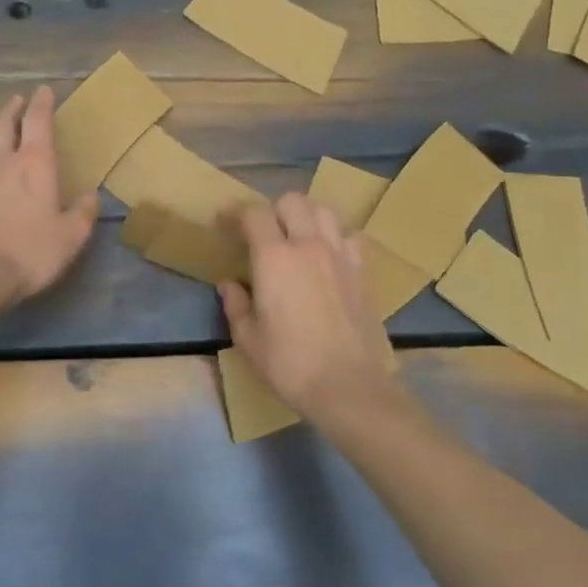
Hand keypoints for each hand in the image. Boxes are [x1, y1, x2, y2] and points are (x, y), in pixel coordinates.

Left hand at [0, 88, 98, 304]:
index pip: (38, 122)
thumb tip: (91, 196)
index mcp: (34, 164)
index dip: (42, 103)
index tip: (44, 90)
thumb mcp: (70, 237)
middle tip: (16, 99)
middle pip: (2, 121)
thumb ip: (83, 213)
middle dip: (11, 107)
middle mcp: (1, 160)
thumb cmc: (28, 252)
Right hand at [220, 194, 394, 418]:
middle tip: (263, 233)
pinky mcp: (362, 271)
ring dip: (306, 216)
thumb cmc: (290, 363)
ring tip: (297, 236)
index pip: (253, 214)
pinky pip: (350, 237)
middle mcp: (308, 245)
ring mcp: (340, 255)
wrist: (348, 385)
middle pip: (291, 201)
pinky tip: (328, 256)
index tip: (225, 224)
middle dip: (272, 210)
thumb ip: (236, 305)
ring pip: (324, 211)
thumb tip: (229, 285)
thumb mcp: (249, 339)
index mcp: (274, 258)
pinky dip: (336, 237)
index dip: (236, 213)